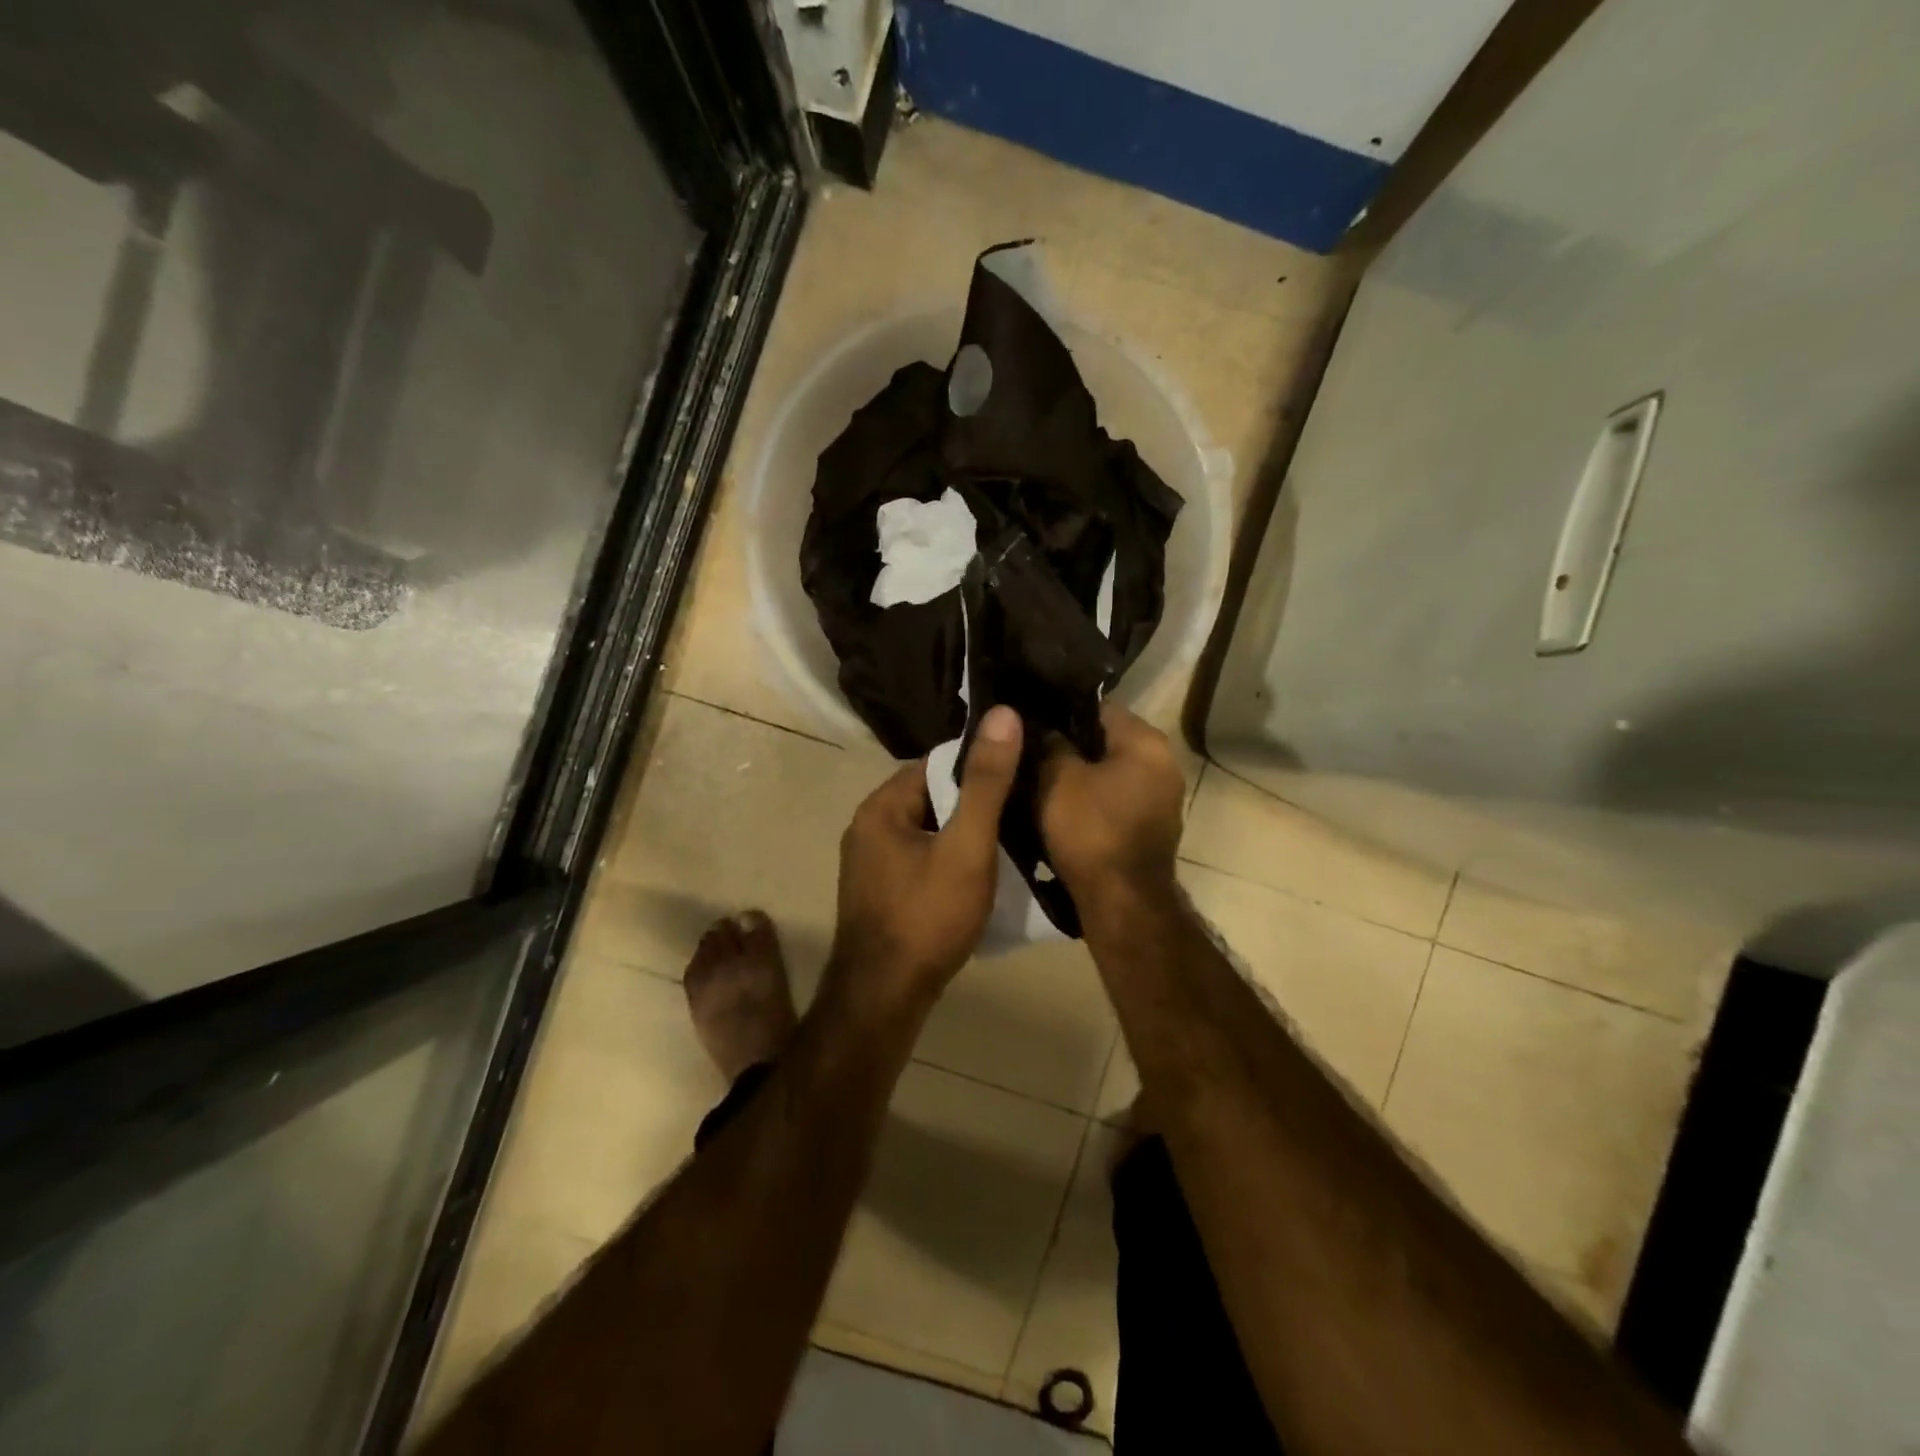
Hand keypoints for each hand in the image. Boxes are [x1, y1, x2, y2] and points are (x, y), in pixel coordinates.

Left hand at [827, 705, 1023, 1017]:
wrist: (885, 999)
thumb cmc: (927, 917)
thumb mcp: (966, 846)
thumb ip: (986, 782)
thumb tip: (1003, 714)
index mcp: (880, 807)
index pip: (935, 764)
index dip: (978, 768)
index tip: (1019, 777)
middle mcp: (867, 827)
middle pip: (931, 797)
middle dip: (973, 804)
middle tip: (1021, 814)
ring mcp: (869, 863)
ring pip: (928, 831)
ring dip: (963, 835)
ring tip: (1009, 843)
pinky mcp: (879, 892)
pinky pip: (920, 859)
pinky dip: (948, 860)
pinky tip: (977, 877)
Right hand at [1036, 703, 1185, 919]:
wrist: (1122, 902)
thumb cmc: (1091, 831)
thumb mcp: (1058, 779)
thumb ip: (1052, 745)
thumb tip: (1046, 728)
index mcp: (1147, 742)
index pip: (1099, 706)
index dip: (1061, 710)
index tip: (1031, 719)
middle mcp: (1164, 763)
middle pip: (1106, 740)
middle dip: (1070, 744)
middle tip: (1030, 750)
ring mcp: (1161, 798)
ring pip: (1110, 772)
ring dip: (1079, 775)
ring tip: (1039, 778)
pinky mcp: (1150, 827)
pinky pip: (1114, 799)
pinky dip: (1091, 800)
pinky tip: (1061, 808)